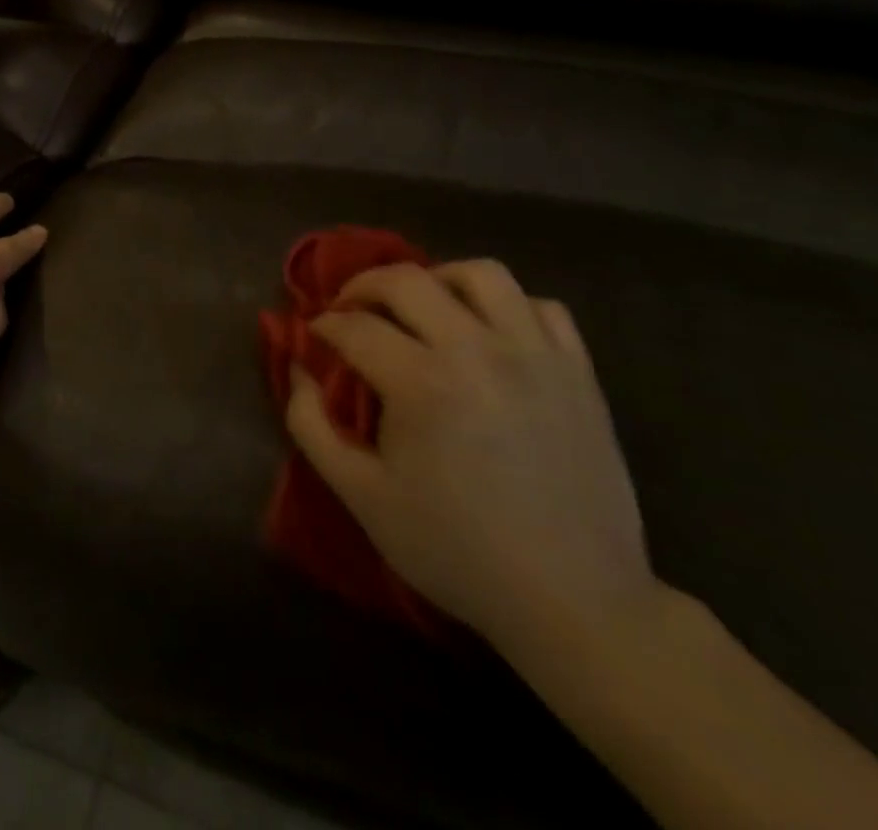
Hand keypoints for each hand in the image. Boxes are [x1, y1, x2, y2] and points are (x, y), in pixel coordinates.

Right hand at [285, 260, 656, 653]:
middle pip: (406, 280)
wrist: (575, 602)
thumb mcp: (361, 496)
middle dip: (363, 287)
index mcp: (422, 383)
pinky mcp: (578, 372)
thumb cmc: (456, 550)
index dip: (323, 326)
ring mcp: (535, 356)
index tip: (314, 340)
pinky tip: (488, 336)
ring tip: (423, 310)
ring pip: (480, 274)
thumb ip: (311, 424)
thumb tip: (298, 369)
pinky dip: (506, 307)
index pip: (353, 325)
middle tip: (350, 312)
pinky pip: (540, 306)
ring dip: (437, 280)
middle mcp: (478, 351)